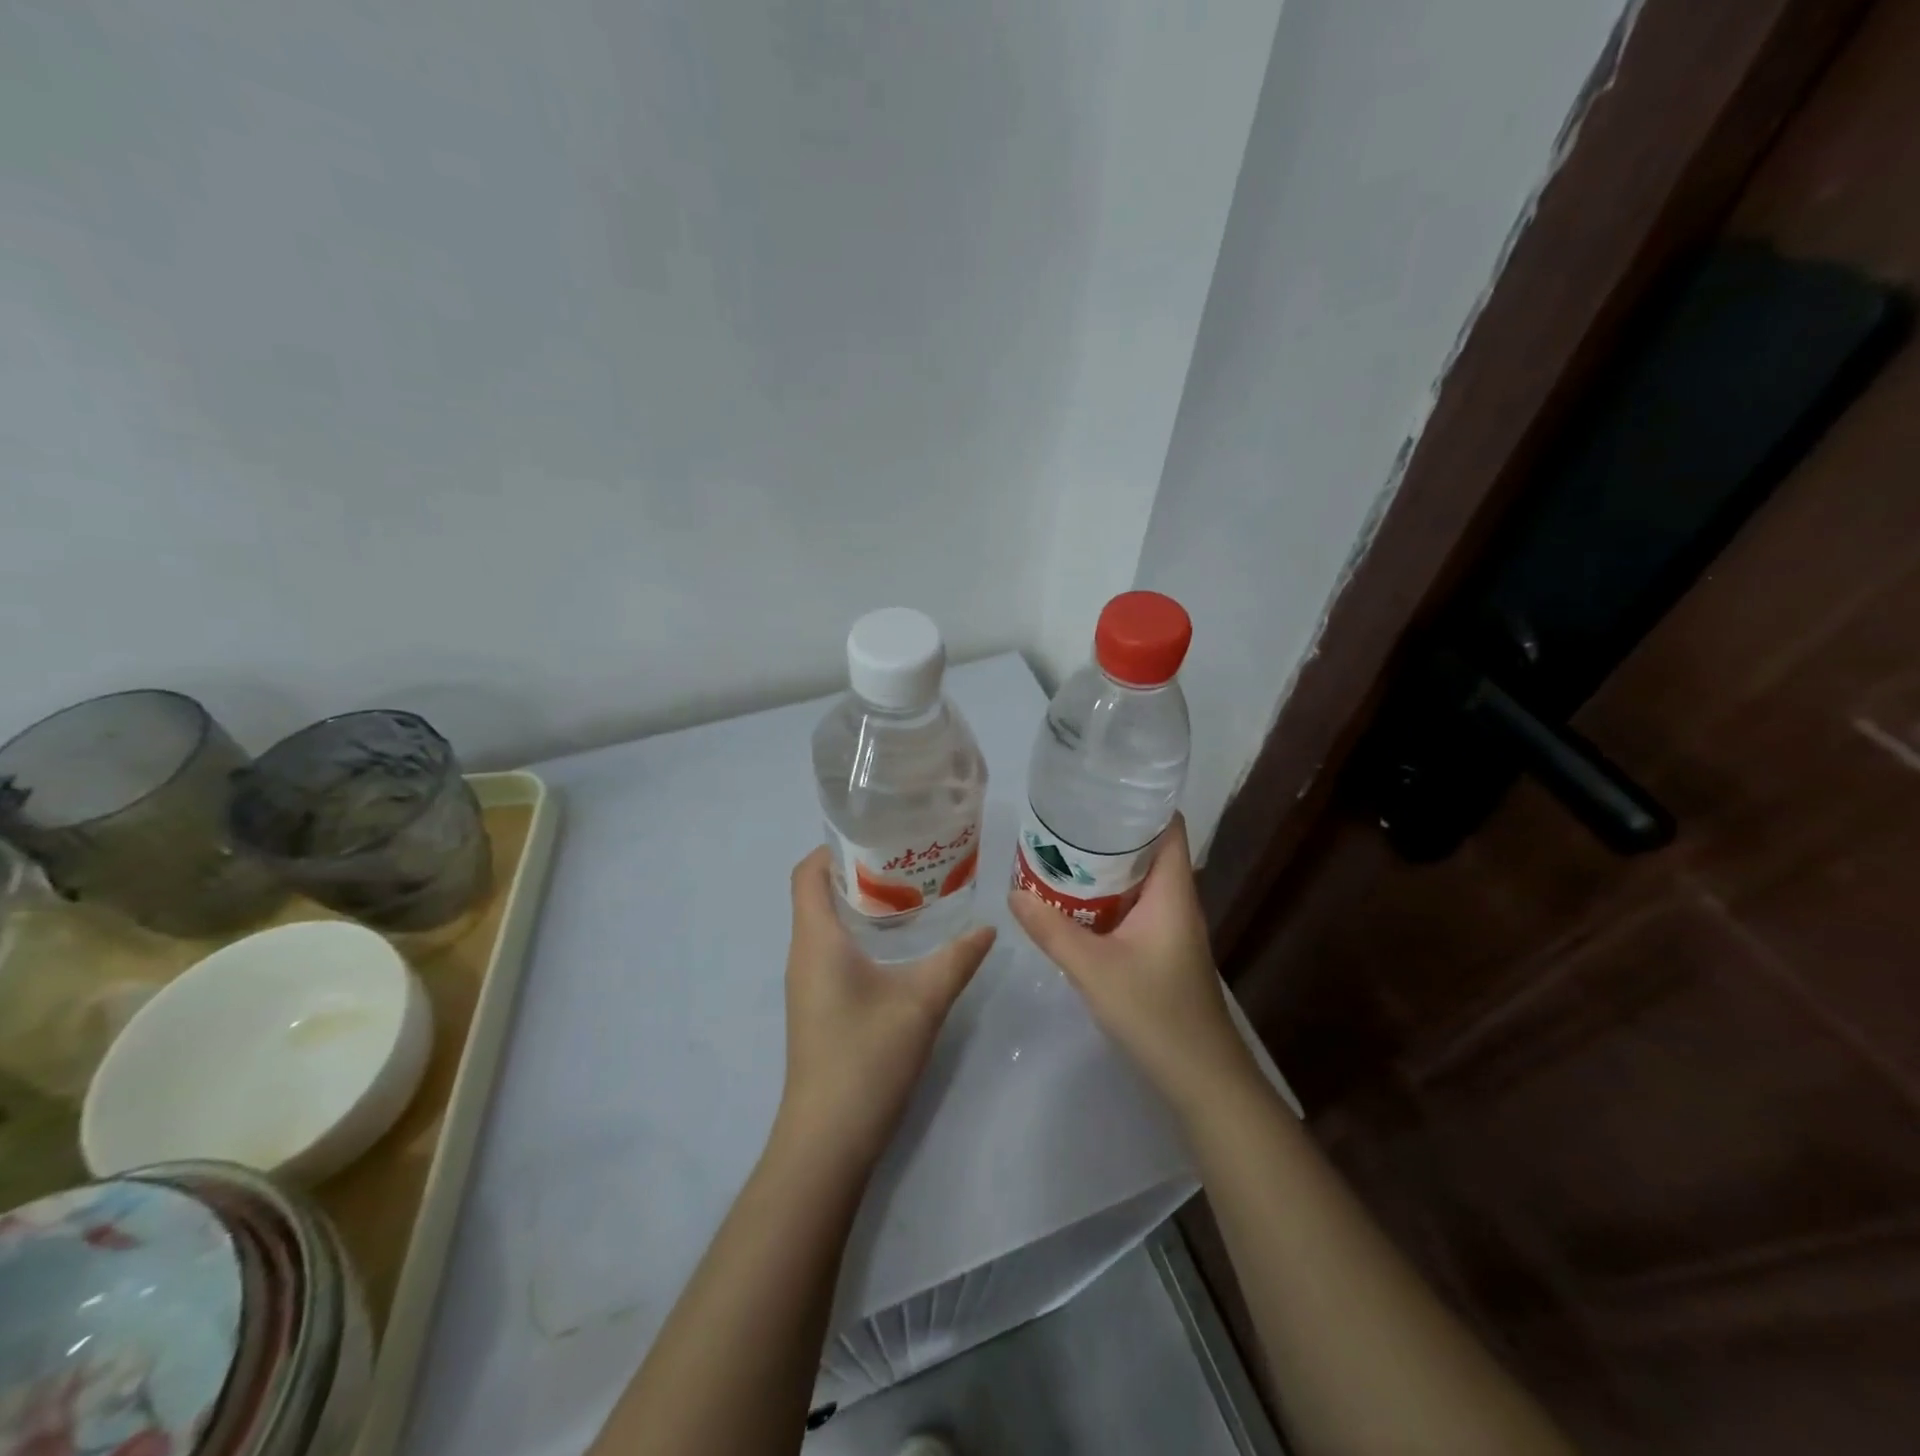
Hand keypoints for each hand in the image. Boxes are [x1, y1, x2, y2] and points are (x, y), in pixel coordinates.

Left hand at [776, 847, 996, 1172]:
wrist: (828, 1140)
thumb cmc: (866, 1058)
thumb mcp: (922, 1002)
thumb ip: (957, 960)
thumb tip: (988, 926)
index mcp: (817, 940)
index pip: (808, 873)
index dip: (835, 847)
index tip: (879, 836)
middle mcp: (804, 953)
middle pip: (819, 893)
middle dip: (859, 871)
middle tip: (909, 860)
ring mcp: (808, 982)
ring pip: (827, 923)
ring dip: (862, 904)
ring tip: (911, 894)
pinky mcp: (818, 1005)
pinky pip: (832, 950)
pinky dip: (861, 934)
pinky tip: (900, 946)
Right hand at [1009, 815, 1256, 1118]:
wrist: (1201, 1079)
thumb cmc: (1156, 1014)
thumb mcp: (1094, 970)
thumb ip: (1052, 931)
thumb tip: (1013, 893)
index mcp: (1172, 892)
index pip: (1167, 826)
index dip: (1139, 801)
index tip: (1097, 788)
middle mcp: (1176, 901)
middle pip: (1147, 849)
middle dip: (1107, 832)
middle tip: (1060, 820)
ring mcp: (1170, 927)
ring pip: (1136, 881)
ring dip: (1103, 867)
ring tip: (1059, 852)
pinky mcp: (1161, 950)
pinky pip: (1132, 907)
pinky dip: (1105, 898)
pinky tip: (1073, 902)